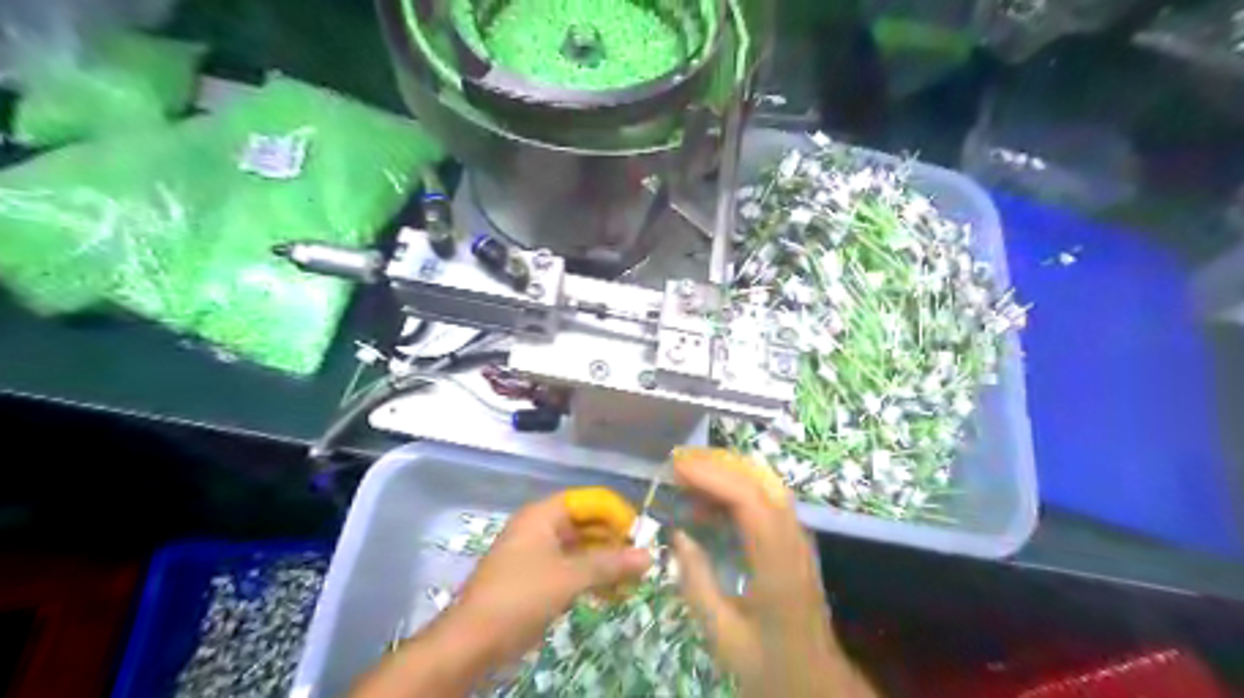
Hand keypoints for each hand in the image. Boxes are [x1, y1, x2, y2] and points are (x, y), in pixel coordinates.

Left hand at [455, 492, 650, 664]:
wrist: (471, 642)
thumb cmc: (520, 597)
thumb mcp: (568, 578)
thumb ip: (609, 564)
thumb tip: (649, 556)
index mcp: (544, 515)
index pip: (589, 500)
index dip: (617, 513)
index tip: (641, 535)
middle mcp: (541, 527)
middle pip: (587, 523)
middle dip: (615, 541)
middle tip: (642, 562)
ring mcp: (538, 553)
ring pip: (581, 549)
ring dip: (607, 562)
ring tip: (634, 581)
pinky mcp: (537, 578)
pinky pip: (572, 568)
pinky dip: (592, 578)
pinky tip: (613, 594)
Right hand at [672, 451, 872, 696]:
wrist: (815, 681)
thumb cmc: (768, 662)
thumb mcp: (723, 635)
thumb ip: (697, 583)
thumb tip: (679, 535)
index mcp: (777, 565)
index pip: (748, 501)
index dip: (711, 477)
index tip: (677, 468)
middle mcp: (793, 542)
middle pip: (759, 483)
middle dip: (717, 466)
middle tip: (677, 465)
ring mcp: (799, 539)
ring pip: (766, 487)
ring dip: (727, 474)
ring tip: (688, 478)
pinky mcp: (795, 542)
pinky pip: (767, 500)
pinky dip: (737, 489)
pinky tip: (712, 503)